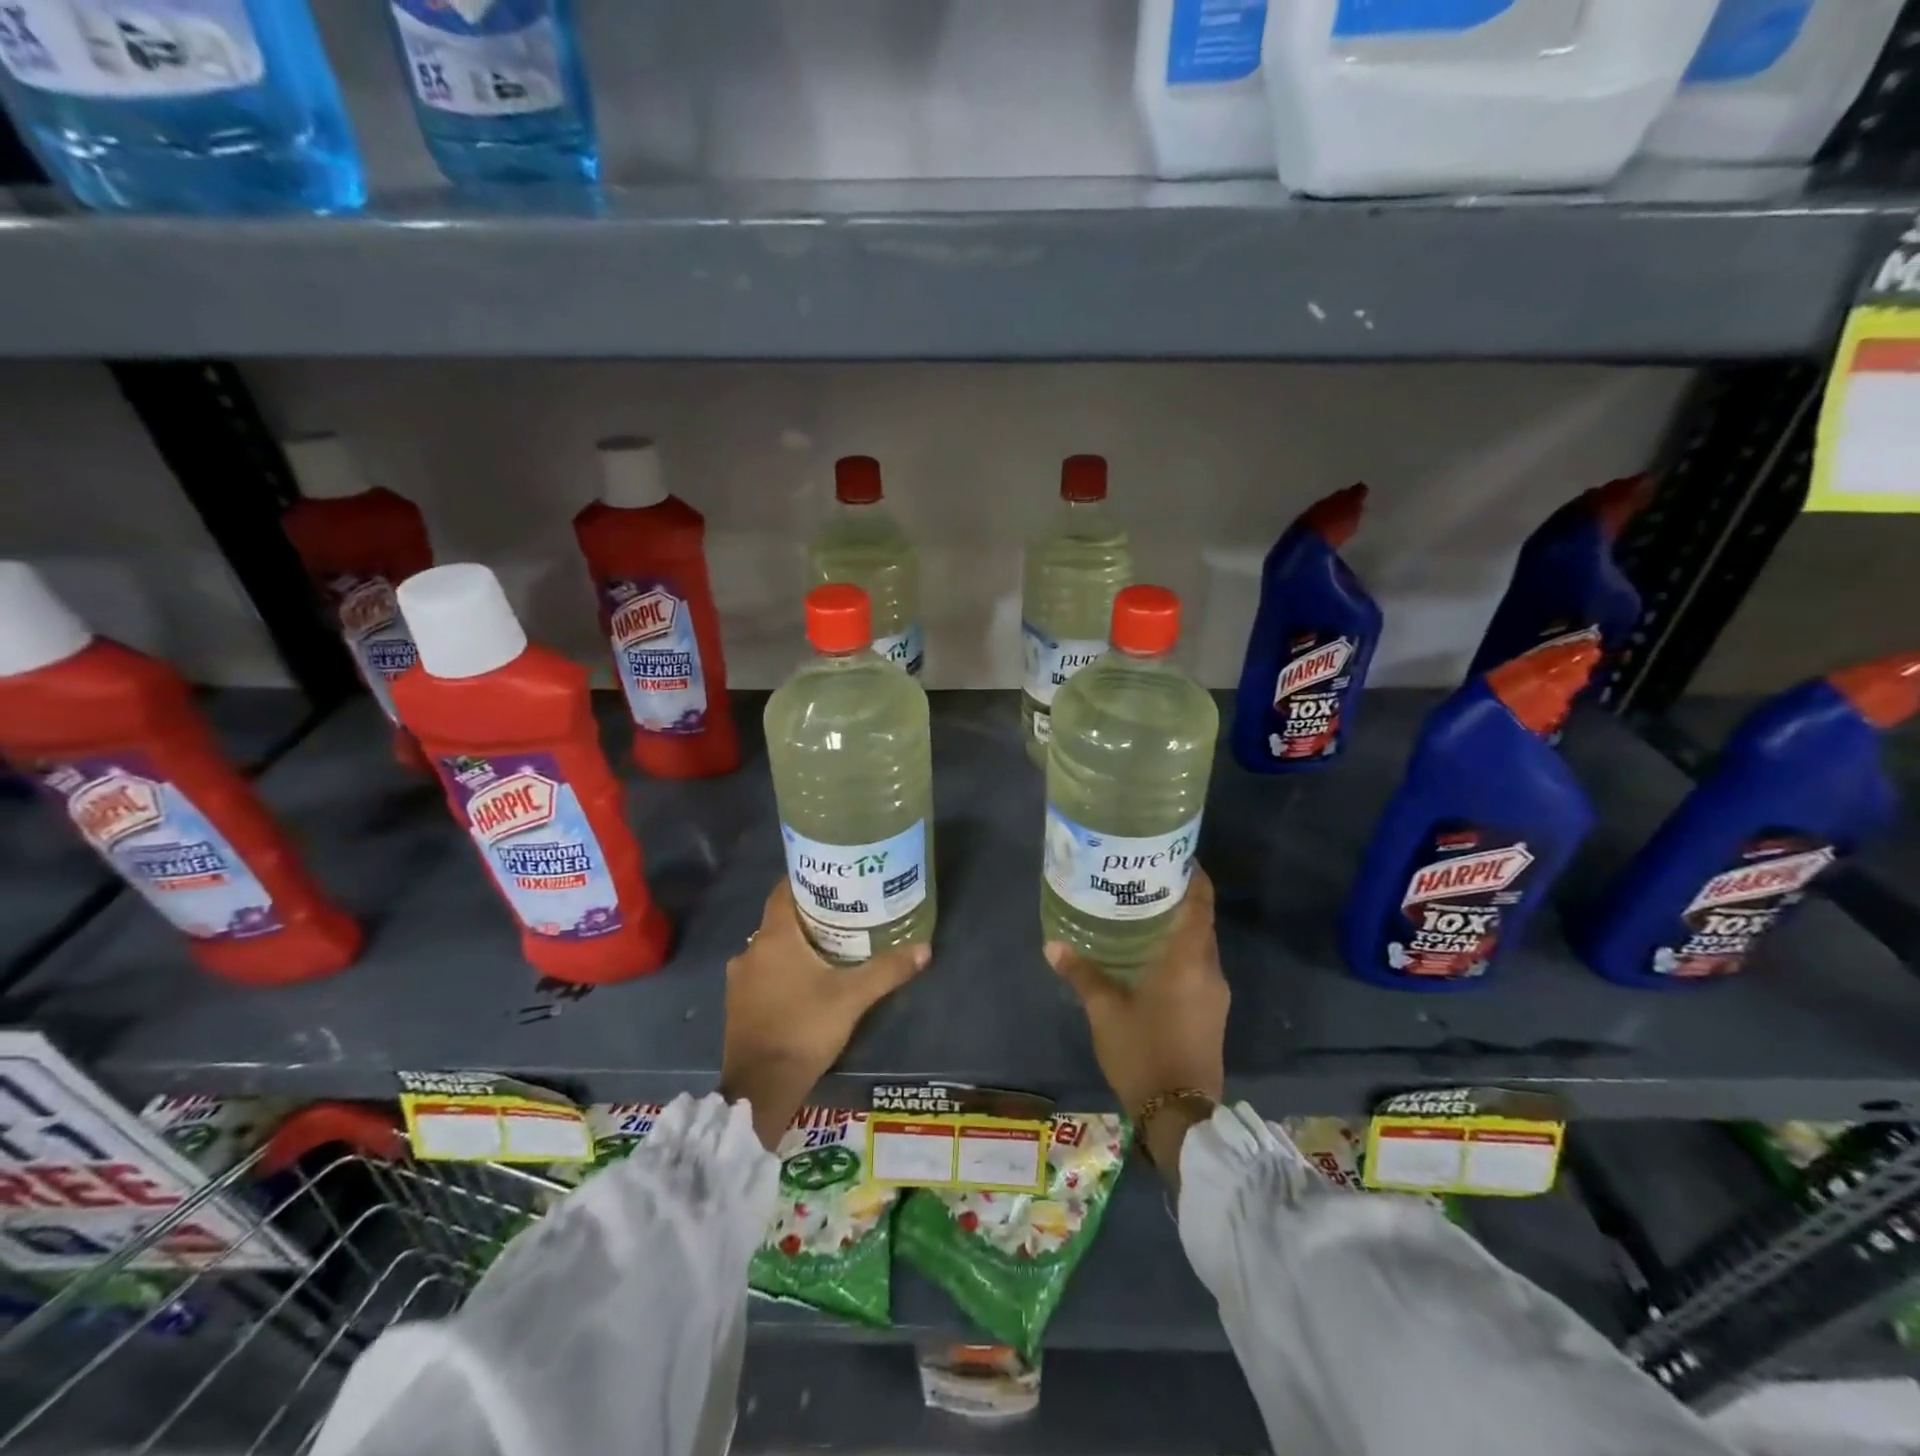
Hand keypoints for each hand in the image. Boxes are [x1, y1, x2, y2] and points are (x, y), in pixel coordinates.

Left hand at [720, 879, 931, 1149]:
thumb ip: (887, 970)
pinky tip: (805, 982)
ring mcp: (738, 980)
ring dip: (794, 946)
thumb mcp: (853, 997)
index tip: (832, 879)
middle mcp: (750, 950)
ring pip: (770, 949)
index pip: (783, 891)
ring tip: (828, 948)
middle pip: (780, 920)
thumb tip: (925, 948)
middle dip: (808, 916)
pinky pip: (761, 973)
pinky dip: (781, 970)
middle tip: (842, 914)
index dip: (805, 880)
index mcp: (774, 938)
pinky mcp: (737, 1005)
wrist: (761, 1088)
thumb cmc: (805, 1029)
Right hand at [1046, 867, 1227, 1185]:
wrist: (1179, 1115)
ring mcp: (1215, 994)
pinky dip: (1180, 953)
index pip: (1200, 903)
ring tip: (1142, 913)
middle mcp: (1209, 970)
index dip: (1194, 875)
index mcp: (1188, 960)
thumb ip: (1082, 974)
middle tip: (1143, 880)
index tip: (1174, 855)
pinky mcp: (1212, 1013)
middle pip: (1200, 921)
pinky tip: (1151, 956)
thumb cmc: (1143, 1052)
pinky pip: (1199, 968)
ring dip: (1178, 927)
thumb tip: (1053, 945)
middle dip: (1178, 898)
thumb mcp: (1105, 1011)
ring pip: (1200, 946)